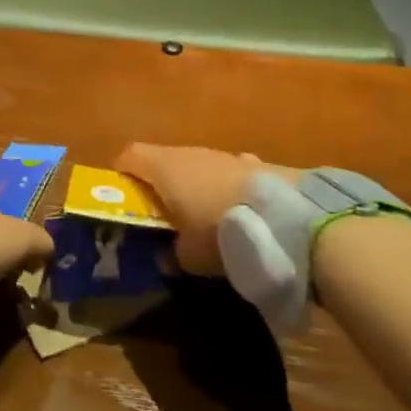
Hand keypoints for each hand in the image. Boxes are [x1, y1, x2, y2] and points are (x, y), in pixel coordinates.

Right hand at [115, 144, 300, 274]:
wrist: (288, 218)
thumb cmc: (222, 231)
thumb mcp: (191, 256)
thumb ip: (173, 254)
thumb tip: (166, 257)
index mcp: (164, 168)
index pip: (129, 156)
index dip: (122, 174)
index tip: (123, 197)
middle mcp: (189, 153)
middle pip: (162, 160)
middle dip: (159, 184)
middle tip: (161, 215)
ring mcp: (222, 155)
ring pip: (195, 165)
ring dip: (193, 185)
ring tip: (201, 216)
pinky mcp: (252, 164)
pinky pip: (226, 173)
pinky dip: (224, 187)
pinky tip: (237, 211)